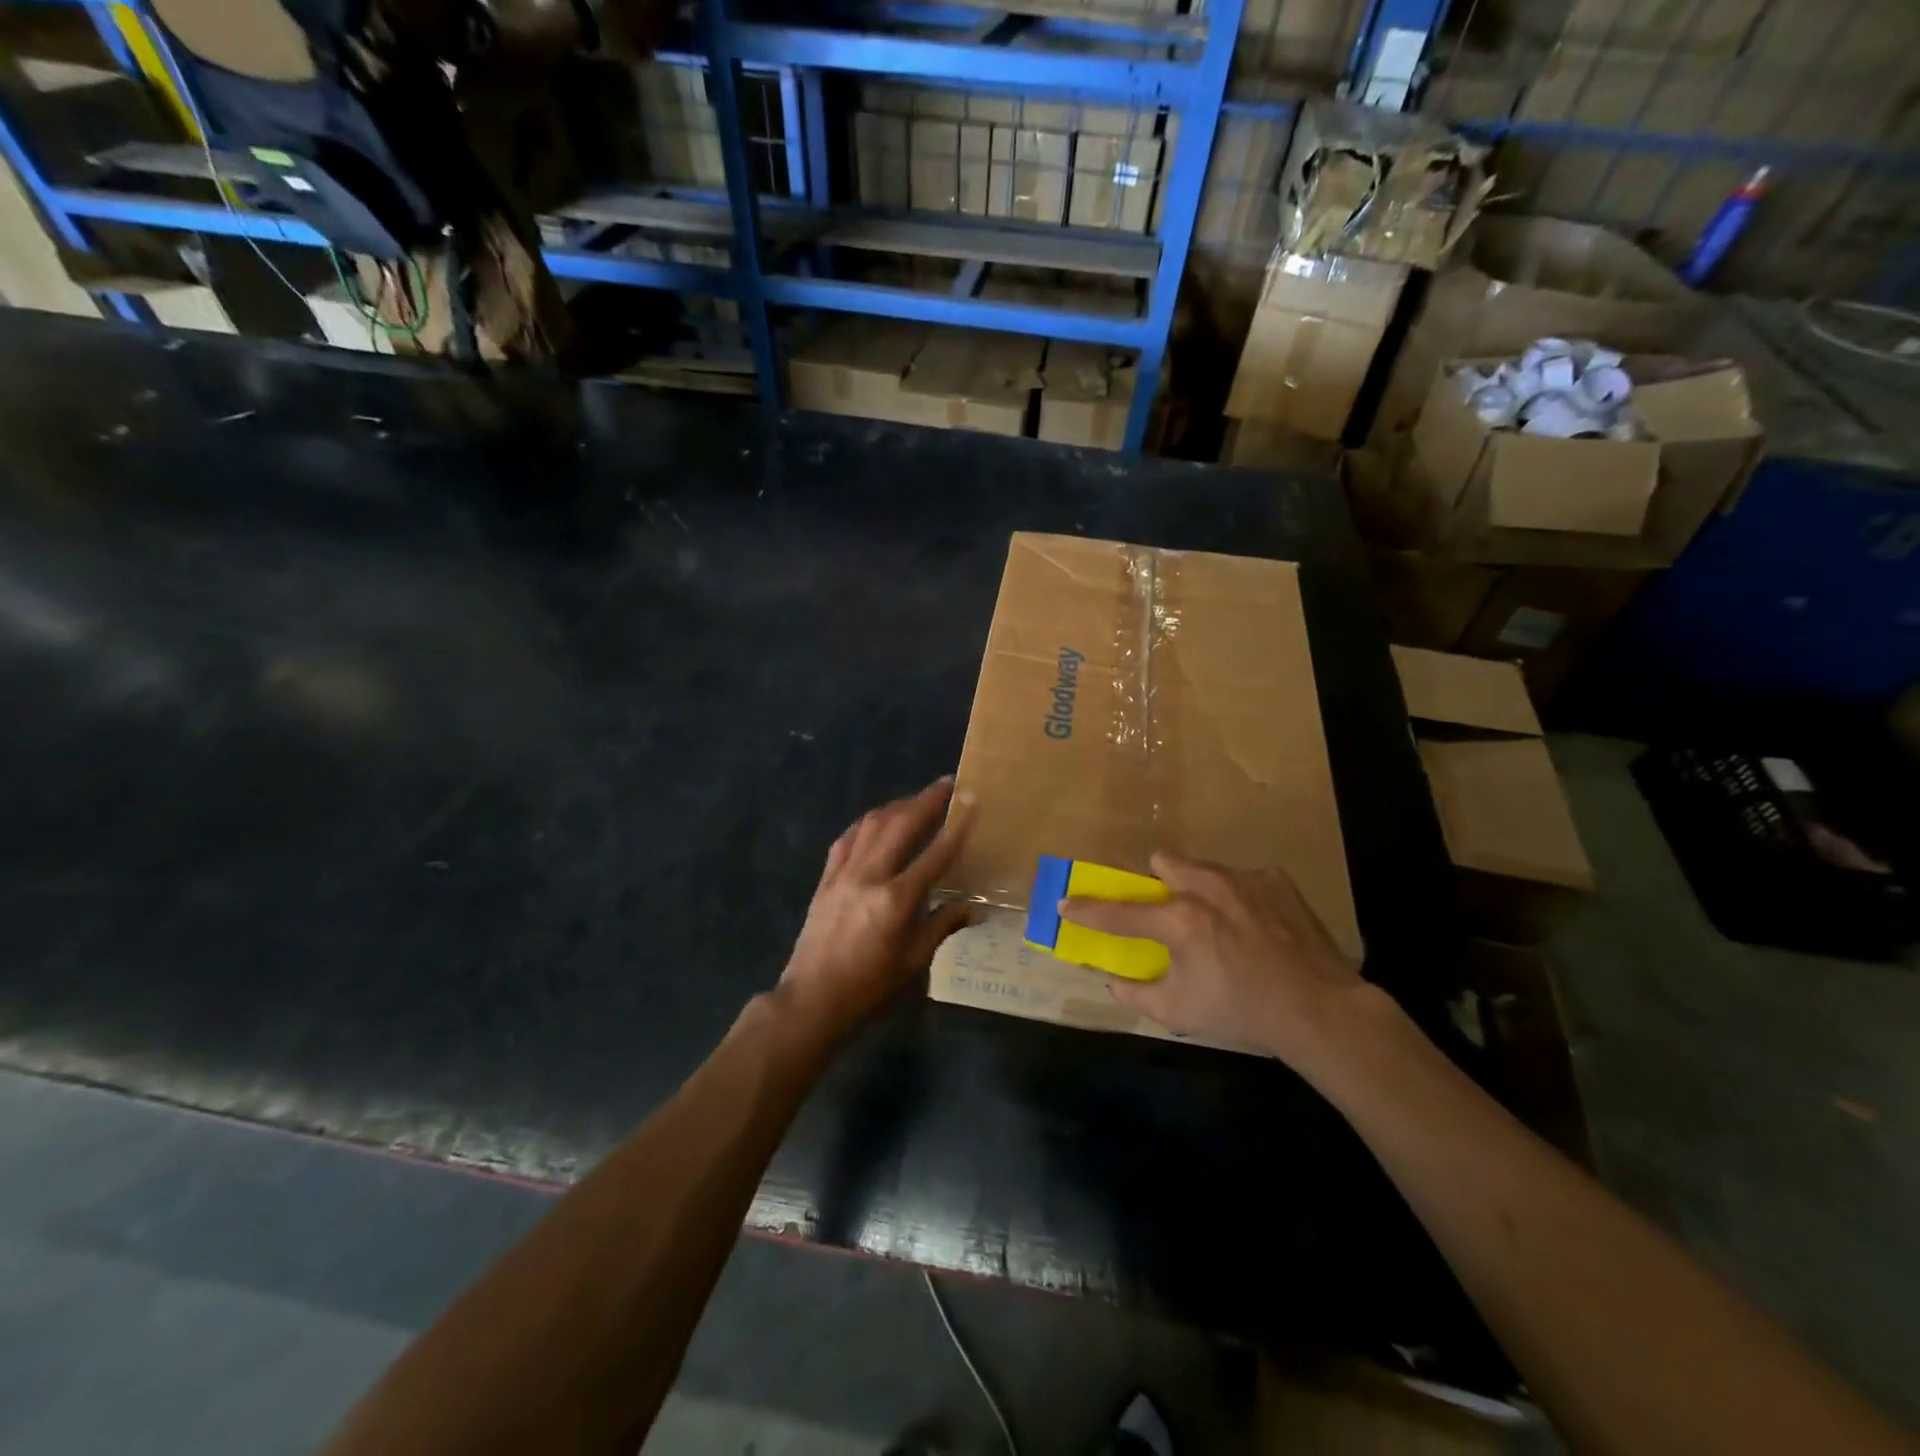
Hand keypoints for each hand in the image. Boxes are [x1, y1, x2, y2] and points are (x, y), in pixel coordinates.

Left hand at [779, 778, 976, 1035]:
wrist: (812, 1000)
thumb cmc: (870, 988)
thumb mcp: (914, 961)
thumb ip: (942, 925)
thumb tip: (974, 908)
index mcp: (896, 900)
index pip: (935, 854)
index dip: (957, 827)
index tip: (972, 801)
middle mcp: (869, 876)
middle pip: (901, 825)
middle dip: (926, 800)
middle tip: (947, 784)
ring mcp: (843, 874)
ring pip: (871, 824)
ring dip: (897, 806)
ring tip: (916, 800)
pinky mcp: (825, 879)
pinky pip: (847, 839)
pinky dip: (865, 824)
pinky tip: (876, 822)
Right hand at [1060, 853, 1369, 1068]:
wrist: (1320, 1009)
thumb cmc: (1243, 1012)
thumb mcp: (1179, 1012)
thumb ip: (1136, 992)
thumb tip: (1113, 980)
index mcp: (1180, 921)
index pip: (1120, 912)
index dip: (1088, 910)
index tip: (1066, 903)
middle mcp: (1208, 888)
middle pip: (1164, 861)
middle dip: (1157, 881)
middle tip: (1167, 911)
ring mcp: (1245, 880)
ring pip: (1204, 867)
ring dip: (1197, 887)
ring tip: (1217, 920)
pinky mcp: (1276, 881)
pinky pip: (1242, 879)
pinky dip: (1238, 898)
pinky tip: (1255, 926)